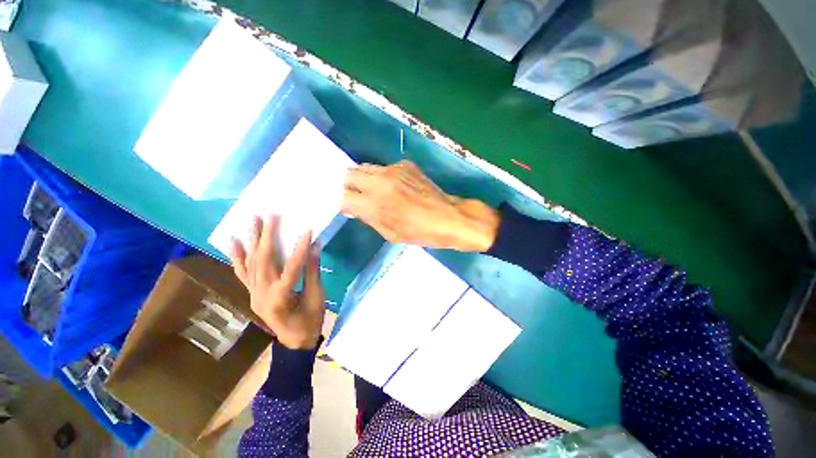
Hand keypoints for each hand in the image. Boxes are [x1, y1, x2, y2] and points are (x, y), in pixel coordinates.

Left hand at [229, 215, 324, 349]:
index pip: (292, 267)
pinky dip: (237, 256)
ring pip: (250, 263)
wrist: (294, 342)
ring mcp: (253, 293)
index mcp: (282, 298)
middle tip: (270, 215)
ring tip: (252, 220)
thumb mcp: (317, 297)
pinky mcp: (252, 293)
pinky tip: (234, 242)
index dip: (300, 248)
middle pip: (263, 261)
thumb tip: (314, 246)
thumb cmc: (310, 321)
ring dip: (251, 240)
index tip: (307, 230)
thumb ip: (312, 271)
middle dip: (267, 236)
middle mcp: (262, 294)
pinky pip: (242, 273)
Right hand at [341, 161, 499, 250]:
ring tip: (375, 191)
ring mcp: (393, 170)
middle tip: (357, 196)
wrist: (449, 218)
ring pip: (365, 167)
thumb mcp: (390, 234)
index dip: (344, 203)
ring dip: (365, 179)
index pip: (343, 197)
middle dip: (349, 186)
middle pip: (349, 174)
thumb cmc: (420, 233)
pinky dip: (383, 176)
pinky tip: (396, 187)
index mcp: (374, 205)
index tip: (349, 207)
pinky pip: (385, 167)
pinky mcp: (405, 164)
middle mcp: (379, 183)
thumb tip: (353, 208)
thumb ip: (368, 218)